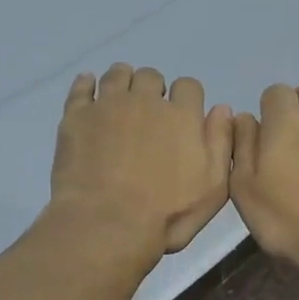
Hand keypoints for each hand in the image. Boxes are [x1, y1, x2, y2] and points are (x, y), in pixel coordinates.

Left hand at [50, 64, 232, 256]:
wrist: (107, 224)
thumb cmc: (166, 215)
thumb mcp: (213, 189)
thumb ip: (221, 144)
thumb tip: (222, 109)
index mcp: (182, 116)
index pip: (188, 86)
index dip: (185, 99)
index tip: (179, 118)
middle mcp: (145, 101)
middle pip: (151, 77)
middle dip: (152, 90)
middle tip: (147, 115)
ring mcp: (108, 106)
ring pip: (117, 75)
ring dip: (123, 82)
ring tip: (120, 101)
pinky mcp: (76, 117)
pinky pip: (81, 88)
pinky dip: (86, 84)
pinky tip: (89, 88)